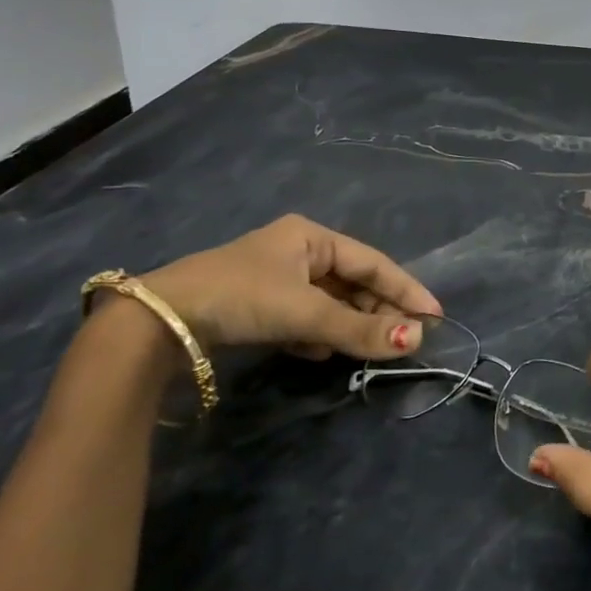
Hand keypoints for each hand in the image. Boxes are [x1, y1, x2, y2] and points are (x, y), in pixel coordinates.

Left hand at [136, 214, 440, 359]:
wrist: (156, 322)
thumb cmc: (241, 297)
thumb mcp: (305, 313)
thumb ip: (359, 329)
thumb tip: (416, 341)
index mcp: (312, 236)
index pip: (373, 263)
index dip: (406, 289)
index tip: (434, 314)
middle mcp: (297, 251)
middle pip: (352, 283)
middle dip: (378, 311)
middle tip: (407, 339)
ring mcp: (275, 279)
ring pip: (329, 302)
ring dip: (350, 325)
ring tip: (374, 348)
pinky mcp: (256, 307)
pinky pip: (304, 318)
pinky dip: (319, 335)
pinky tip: (324, 354)